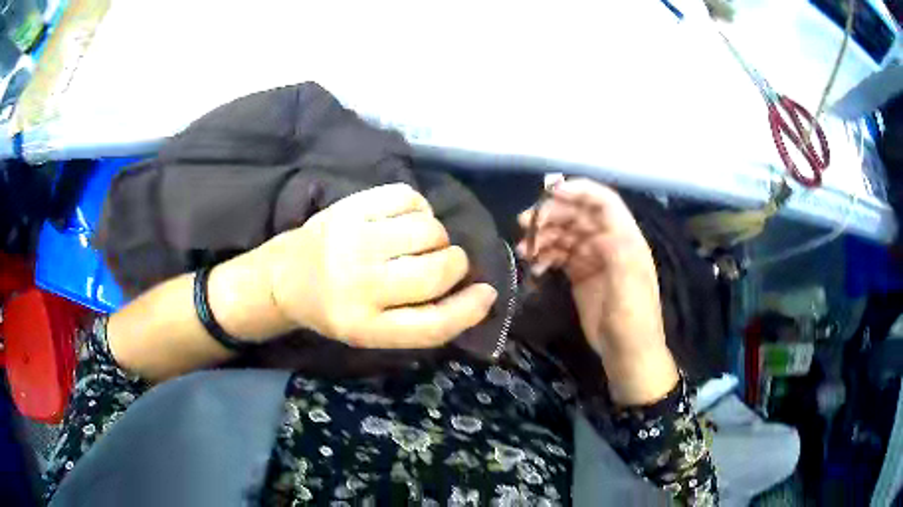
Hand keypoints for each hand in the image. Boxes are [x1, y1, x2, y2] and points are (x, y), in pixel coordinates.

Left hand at [254, 183, 497, 348]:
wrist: (286, 277)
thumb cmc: (336, 309)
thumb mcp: (374, 332)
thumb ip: (422, 320)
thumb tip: (480, 292)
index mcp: (365, 327)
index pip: (432, 325)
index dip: (469, 310)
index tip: (486, 293)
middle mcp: (358, 286)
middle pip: (436, 271)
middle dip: (455, 265)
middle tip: (445, 263)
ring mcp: (353, 241)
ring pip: (428, 230)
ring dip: (437, 236)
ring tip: (419, 241)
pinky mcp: (349, 208)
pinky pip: (408, 197)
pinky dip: (419, 208)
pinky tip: (405, 219)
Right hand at [516, 179, 677, 403]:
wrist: (627, 354)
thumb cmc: (633, 322)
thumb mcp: (629, 290)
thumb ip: (618, 256)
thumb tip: (600, 229)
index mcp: (626, 239)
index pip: (604, 202)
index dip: (579, 191)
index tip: (549, 193)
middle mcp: (609, 242)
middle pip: (579, 214)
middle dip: (552, 213)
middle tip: (524, 224)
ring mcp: (594, 257)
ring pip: (565, 232)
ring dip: (543, 235)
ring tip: (523, 249)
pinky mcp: (581, 273)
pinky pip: (559, 254)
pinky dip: (545, 254)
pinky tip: (533, 265)